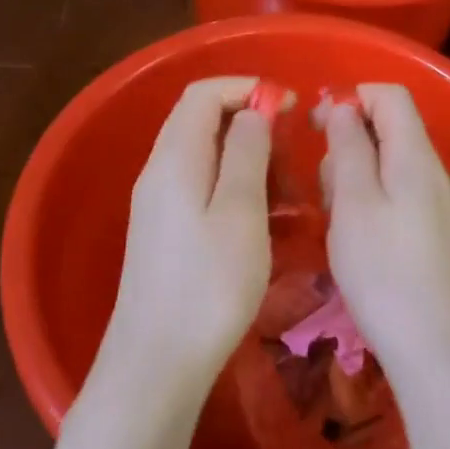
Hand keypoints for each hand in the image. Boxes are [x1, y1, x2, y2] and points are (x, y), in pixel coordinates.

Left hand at [93, 77, 273, 399]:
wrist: (158, 360)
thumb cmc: (209, 284)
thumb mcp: (240, 211)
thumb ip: (246, 152)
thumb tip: (252, 110)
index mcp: (175, 157)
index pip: (204, 93)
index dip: (247, 88)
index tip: (289, 107)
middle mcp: (159, 171)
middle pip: (202, 121)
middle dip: (251, 124)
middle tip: (292, 157)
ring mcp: (158, 202)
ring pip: (206, 156)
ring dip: (247, 159)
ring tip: (285, 194)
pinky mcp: (164, 230)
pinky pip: (202, 187)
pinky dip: (235, 188)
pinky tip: (263, 220)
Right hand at [319, 84, 449, 382]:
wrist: (437, 349)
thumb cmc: (384, 272)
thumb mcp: (353, 202)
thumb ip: (348, 147)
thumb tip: (345, 107)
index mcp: (416, 156)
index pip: (390, 96)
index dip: (351, 98)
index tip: (316, 127)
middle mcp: (435, 172)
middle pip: (389, 130)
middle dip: (348, 145)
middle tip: (325, 190)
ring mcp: (440, 204)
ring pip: (390, 165)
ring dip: (356, 177)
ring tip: (337, 221)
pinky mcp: (437, 233)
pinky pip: (399, 195)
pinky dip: (371, 202)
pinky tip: (357, 240)